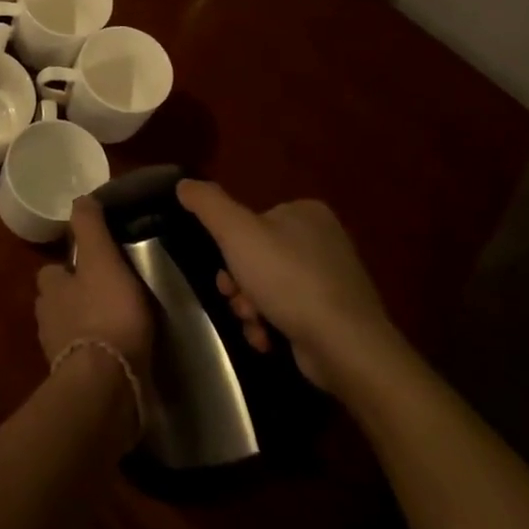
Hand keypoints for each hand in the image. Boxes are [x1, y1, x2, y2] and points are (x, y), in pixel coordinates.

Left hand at [35, 199, 154, 385]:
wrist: (108, 384)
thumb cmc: (106, 314)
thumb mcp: (102, 260)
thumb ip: (90, 229)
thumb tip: (80, 197)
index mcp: (51, 289)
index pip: (53, 271)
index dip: (70, 267)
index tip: (93, 266)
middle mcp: (48, 320)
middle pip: (58, 303)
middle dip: (75, 299)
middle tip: (107, 296)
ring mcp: (59, 355)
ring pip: (69, 332)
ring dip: (86, 328)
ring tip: (117, 326)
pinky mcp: (76, 383)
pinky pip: (84, 362)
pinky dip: (97, 356)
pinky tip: (118, 356)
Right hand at [176, 180, 397, 392]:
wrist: (344, 344)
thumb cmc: (288, 279)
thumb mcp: (237, 232)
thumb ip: (207, 204)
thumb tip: (184, 183)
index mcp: (306, 212)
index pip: (252, 222)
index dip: (229, 248)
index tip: (223, 272)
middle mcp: (324, 240)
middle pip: (258, 257)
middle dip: (239, 284)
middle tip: (236, 301)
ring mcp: (333, 279)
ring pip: (270, 288)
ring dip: (251, 308)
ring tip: (254, 324)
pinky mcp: (336, 315)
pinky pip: (290, 313)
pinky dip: (272, 326)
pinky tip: (267, 340)